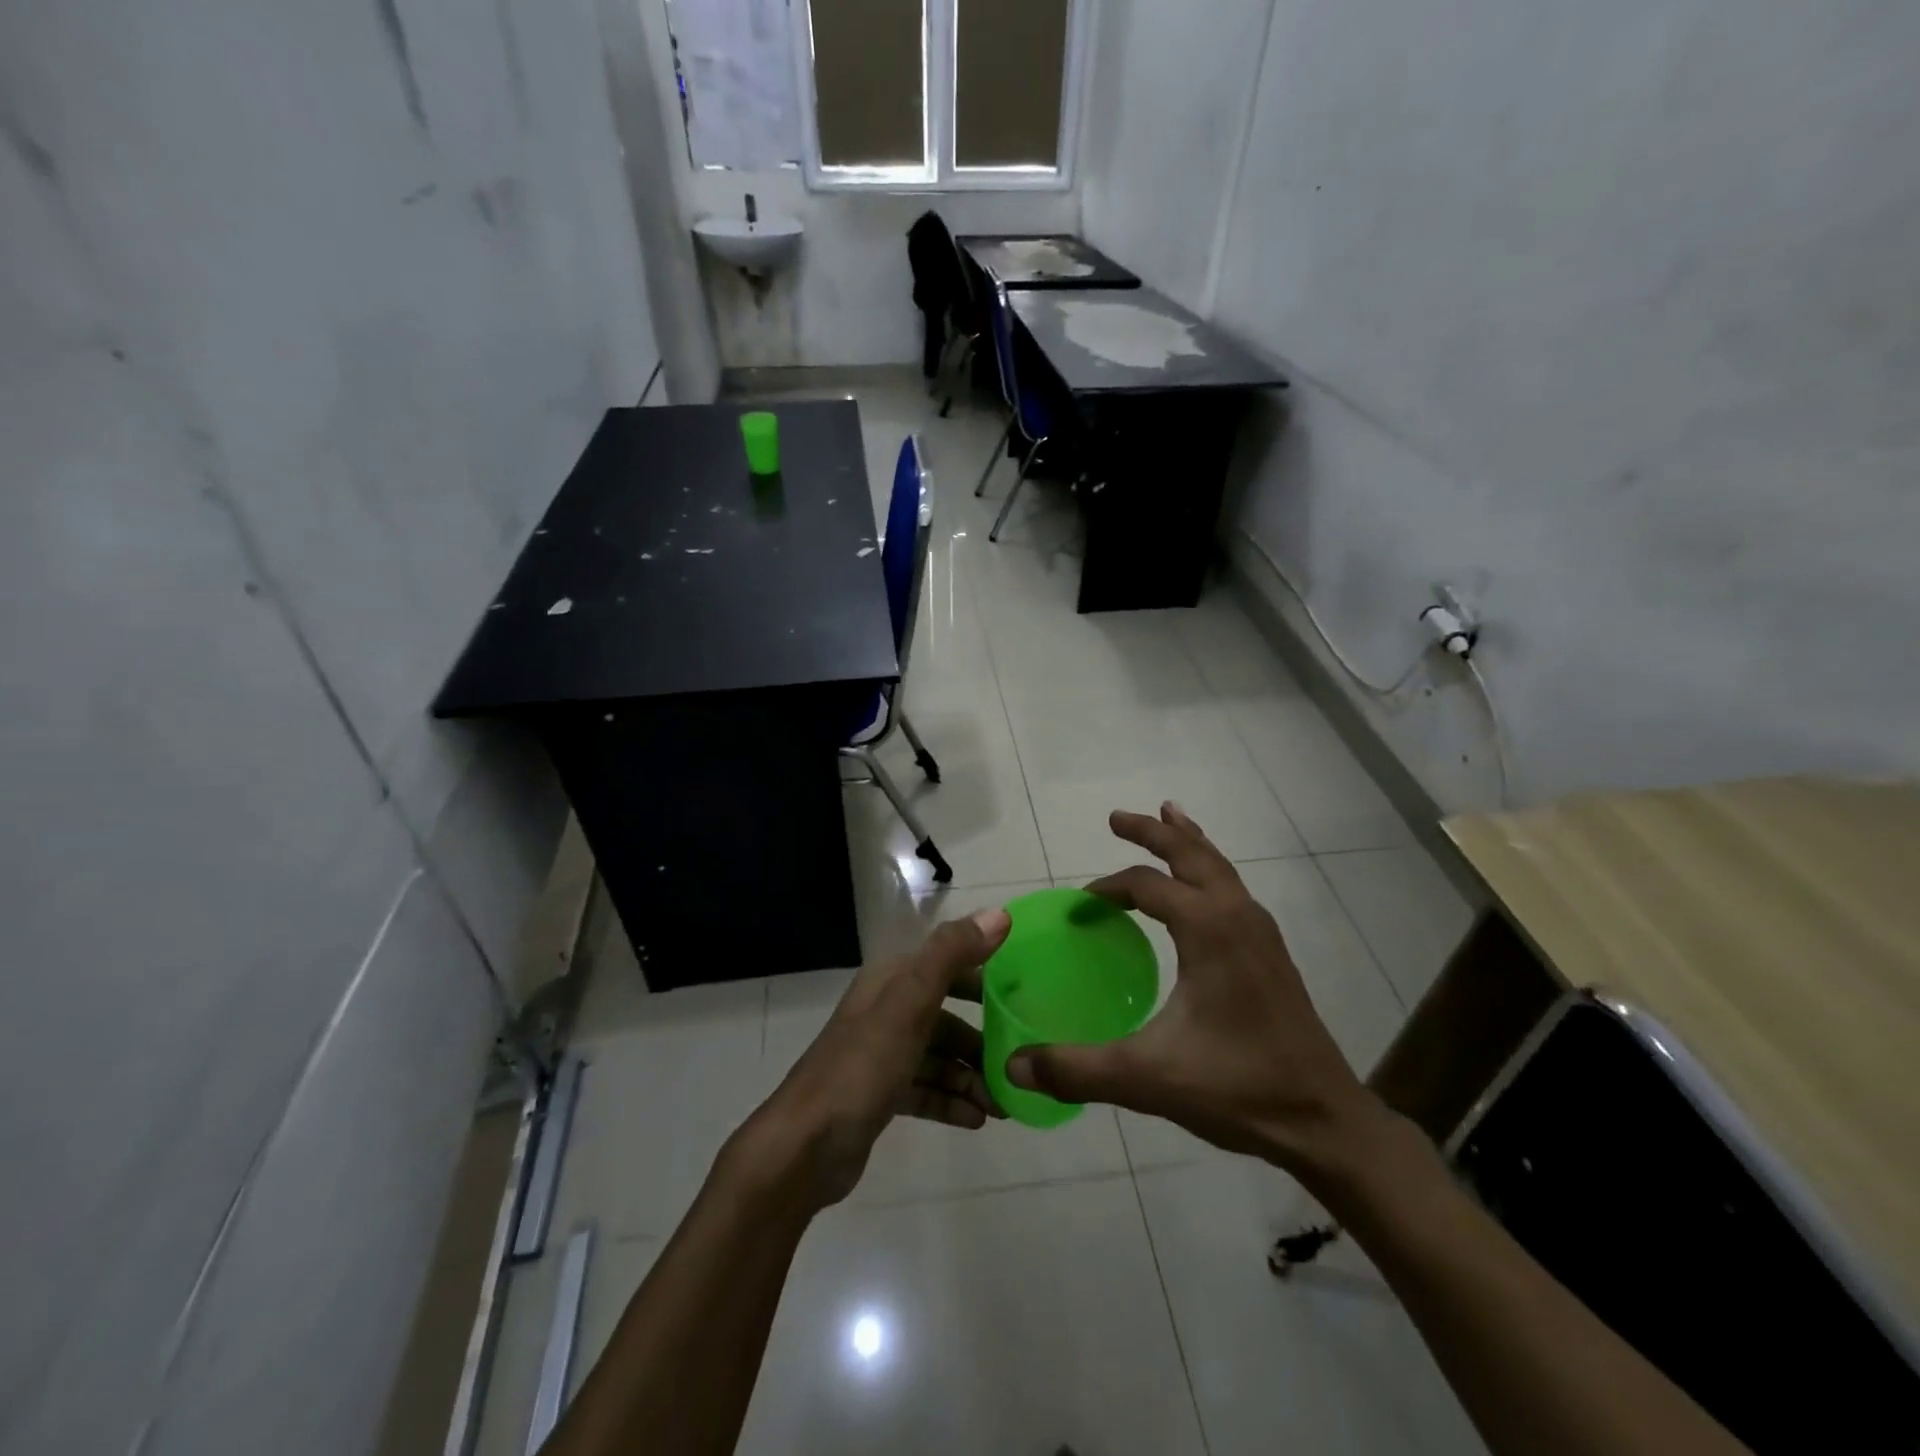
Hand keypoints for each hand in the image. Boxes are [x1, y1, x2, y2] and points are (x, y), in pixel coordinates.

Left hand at [746, 908, 1011, 1211]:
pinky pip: (926, 1090)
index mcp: (891, 981)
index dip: (984, 978)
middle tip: (1017, 1061)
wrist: (805, 1146)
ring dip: (970, 1077)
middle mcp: (886, 1011)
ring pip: (938, 1057)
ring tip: (1003, 1104)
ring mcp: (881, 1055)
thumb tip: (1000, 915)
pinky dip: (951, 1101)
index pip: (947, 965)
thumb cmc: (863, 1066)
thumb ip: (952, 955)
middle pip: (946, 1016)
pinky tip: (977, 1119)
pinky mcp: (881, 1094)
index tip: (1024, 998)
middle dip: (982, 1039)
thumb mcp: (910, 1003)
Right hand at [1006, 803, 1379, 1173]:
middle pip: (1189, 853)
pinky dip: (1209, 868)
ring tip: (1168, 815)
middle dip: (1152, 831)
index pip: (1146, 885)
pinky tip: (1201, 887)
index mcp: (1208, 928)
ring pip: (1218, 866)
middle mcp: (1236, 915)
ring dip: (1187, 841)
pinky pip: (1233, 888)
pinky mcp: (1271, 951)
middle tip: (1116, 818)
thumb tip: (1014, 1067)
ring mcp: (1260, 931)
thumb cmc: (1236, 1088)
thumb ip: (1076, 1070)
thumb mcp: (1146, 1078)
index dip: (1106, 890)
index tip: (1080, 909)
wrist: (1324, 1120)